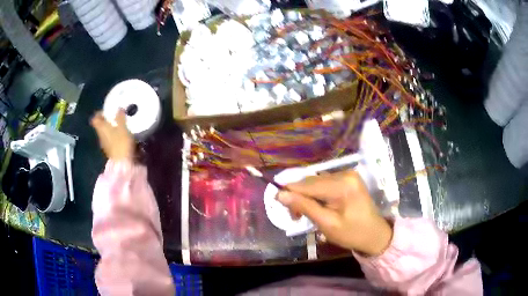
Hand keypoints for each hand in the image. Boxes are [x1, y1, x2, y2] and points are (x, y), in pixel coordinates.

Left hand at [91, 109, 134, 160]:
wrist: (122, 163)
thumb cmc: (120, 143)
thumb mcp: (122, 127)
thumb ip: (120, 117)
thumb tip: (119, 108)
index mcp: (101, 127)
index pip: (95, 118)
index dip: (99, 113)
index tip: (106, 111)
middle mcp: (100, 135)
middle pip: (99, 125)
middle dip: (105, 120)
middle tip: (114, 117)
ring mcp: (104, 144)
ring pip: (104, 133)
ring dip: (110, 128)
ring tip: (119, 126)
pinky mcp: (109, 151)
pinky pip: (109, 140)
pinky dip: (113, 136)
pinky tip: (120, 136)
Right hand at [277, 170, 392, 255]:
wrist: (374, 234)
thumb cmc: (352, 233)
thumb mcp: (326, 224)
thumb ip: (304, 207)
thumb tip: (280, 194)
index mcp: (342, 185)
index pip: (307, 184)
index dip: (289, 192)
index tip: (278, 203)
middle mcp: (344, 174)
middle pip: (311, 181)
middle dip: (298, 196)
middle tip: (294, 215)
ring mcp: (347, 174)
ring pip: (316, 181)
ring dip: (307, 195)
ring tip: (304, 212)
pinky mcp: (348, 178)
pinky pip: (325, 182)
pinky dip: (316, 193)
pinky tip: (316, 205)